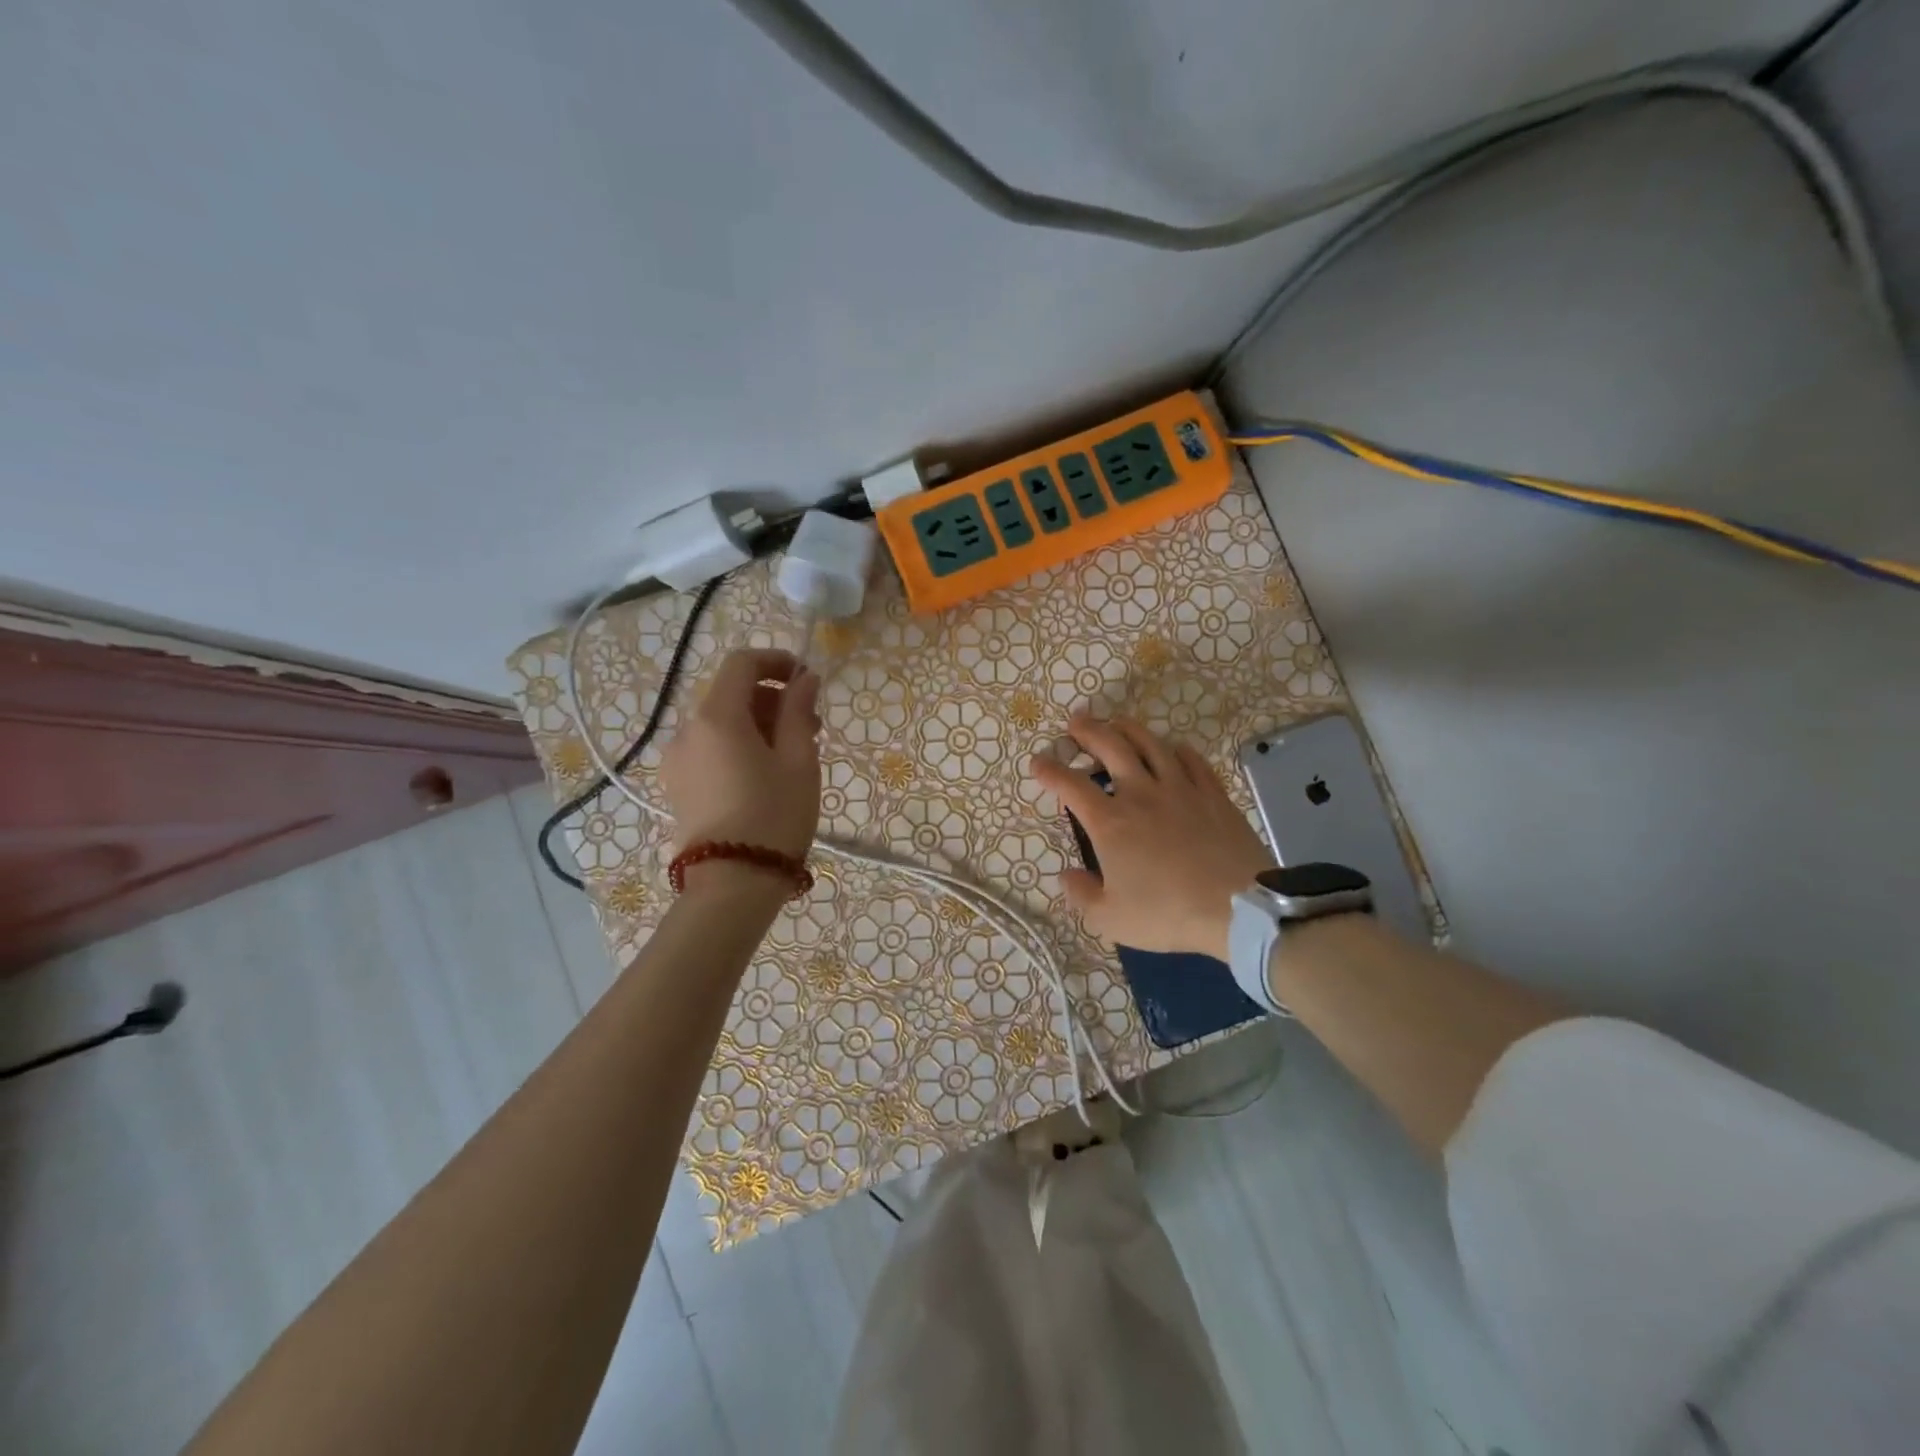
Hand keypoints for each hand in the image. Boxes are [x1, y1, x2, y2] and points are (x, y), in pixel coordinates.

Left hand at [659, 649, 821, 863]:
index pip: (741, 663)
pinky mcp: (677, 786)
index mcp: (717, 717)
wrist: (732, 885)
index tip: (806, 679)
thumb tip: (804, 678)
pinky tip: (764, 775)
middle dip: (772, 698)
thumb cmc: (775, 816)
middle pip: (730, 693)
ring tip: (792, 755)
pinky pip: (710, 749)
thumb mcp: (799, 760)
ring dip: (757, 724)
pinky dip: (738, 746)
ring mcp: (677, 760)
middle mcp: (687, 730)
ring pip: (720, 723)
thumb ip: (799, 711)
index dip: (776, 661)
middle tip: (811, 726)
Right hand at [1029, 715, 1272, 960]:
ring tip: (1117, 722)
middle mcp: (1141, 794)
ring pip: (1150, 744)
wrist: (1237, 909)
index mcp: (1110, 822)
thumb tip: (1067, 874)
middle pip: (1110, 747)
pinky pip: (1191, 759)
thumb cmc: (1167, 914)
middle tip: (1076, 722)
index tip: (1038, 763)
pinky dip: (1175, 749)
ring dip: (1128, 728)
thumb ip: (1081, 894)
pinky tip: (1171, 749)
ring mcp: (1180, 788)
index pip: (1070, 785)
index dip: (1049, 770)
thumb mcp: (1110, 918)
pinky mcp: (1212, 794)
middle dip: (1088, 730)